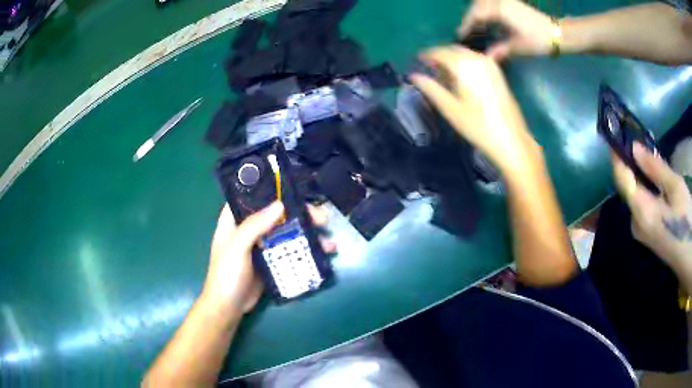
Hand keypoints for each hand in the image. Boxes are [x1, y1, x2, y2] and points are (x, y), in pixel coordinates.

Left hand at [202, 202, 334, 314]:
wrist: (229, 307)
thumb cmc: (227, 274)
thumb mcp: (237, 247)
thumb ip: (255, 225)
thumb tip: (280, 204)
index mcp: (235, 219)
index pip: (254, 196)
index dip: (273, 190)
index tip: (296, 190)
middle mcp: (249, 228)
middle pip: (277, 214)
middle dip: (301, 214)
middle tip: (322, 218)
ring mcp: (262, 244)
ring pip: (287, 231)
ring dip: (308, 233)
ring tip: (329, 241)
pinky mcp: (271, 260)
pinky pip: (290, 248)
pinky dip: (305, 248)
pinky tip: (323, 252)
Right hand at [410, 46, 540, 175]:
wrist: (511, 139)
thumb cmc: (478, 126)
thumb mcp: (450, 109)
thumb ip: (431, 88)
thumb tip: (414, 76)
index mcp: (463, 65)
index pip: (438, 52)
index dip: (425, 55)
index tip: (416, 61)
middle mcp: (477, 58)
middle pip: (452, 50)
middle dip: (439, 56)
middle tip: (429, 70)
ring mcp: (490, 64)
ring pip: (464, 54)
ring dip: (452, 60)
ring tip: (444, 76)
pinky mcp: (498, 72)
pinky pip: (476, 59)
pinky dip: (465, 63)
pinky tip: (462, 79)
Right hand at [459, 0, 554, 60]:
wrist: (557, 34)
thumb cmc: (538, 41)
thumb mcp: (517, 47)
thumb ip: (499, 50)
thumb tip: (485, 58)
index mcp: (499, 10)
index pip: (476, 15)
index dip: (466, 25)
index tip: (460, 36)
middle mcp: (500, 1)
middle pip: (477, 6)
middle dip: (470, 17)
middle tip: (467, 31)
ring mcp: (507, 1)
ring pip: (484, 3)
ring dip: (478, 12)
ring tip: (477, 26)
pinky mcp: (513, 3)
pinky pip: (493, 3)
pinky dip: (487, 10)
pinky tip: (489, 20)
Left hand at [612, 143, 691, 267]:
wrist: (688, 257)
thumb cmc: (686, 221)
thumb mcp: (675, 188)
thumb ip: (655, 168)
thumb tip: (634, 147)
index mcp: (641, 212)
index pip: (622, 179)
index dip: (618, 156)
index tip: (615, 135)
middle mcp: (635, 223)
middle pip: (627, 186)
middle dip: (629, 162)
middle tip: (633, 138)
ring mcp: (640, 230)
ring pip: (634, 194)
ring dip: (638, 173)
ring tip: (643, 151)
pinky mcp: (646, 232)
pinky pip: (640, 204)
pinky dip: (644, 186)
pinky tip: (651, 175)